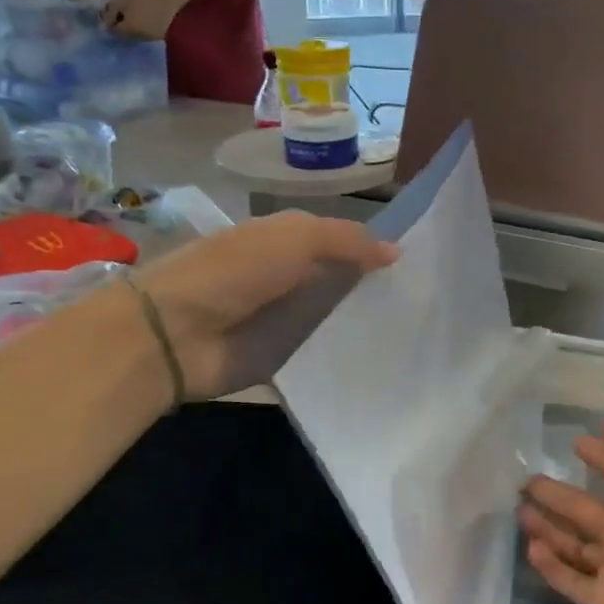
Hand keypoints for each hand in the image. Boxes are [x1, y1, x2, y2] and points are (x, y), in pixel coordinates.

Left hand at [101, 0, 178, 38]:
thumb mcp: (122, 0)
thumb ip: (110, 13)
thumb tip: (103, 24)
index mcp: (128, 30)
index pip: (113, 31)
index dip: (109, 22)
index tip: (108, 13)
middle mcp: (139, 38)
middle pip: (126, 34)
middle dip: (122, 25)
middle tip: (121, 14)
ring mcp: (152, 37)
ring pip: (138, 34)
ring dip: (134, 26)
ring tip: (135, 14)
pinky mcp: (162, 34)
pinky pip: (148, 32)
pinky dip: (145, 26)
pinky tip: (146, 16)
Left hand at [135, 211, 396, 399]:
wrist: (174, 334)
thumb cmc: (234, 272)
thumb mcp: (295, 238)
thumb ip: (346, 240)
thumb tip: (397, 251)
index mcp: (288, 242)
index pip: (343, 243)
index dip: (376, 251)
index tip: (422, 267)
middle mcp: (290, 278)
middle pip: (344, 283)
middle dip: (380, 293)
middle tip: (429, 308)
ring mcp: (285, 321)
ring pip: (338, 320)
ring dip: (367, 327)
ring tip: (419, 338)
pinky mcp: (281, 359)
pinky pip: (322, 356)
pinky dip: (347, 359)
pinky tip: (386, 366)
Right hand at [519, 423, 603, 603]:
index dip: (602, 457)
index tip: (576, 442)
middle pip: (586, 509)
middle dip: (558, 494)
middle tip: (528, 479)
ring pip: (572, 545)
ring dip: (547, 528)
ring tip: (519, 509)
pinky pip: (571, 582)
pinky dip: (550, 568)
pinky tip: (530, 546)